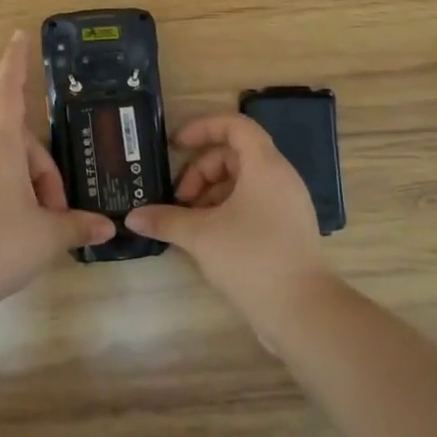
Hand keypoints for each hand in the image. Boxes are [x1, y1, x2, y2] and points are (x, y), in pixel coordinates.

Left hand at [0, 32, 114, 316]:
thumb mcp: (47, 235)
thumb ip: (78, 225)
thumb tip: (106, 226)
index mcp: (0, 146)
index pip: (10, 92)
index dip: (16, 63)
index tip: (19, 35)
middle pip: (22, 146)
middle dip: (47, 174)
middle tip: (61, 213)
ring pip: (8, 170)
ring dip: (31, 192)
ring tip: (43, 232)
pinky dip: (11, 203)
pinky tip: (19, 239)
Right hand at [127, 115, 336, 342]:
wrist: (304, 311)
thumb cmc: (252, 258)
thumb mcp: (201, 236)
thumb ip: (165, 220)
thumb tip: (133, 217)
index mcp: (264, 166)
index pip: (235, 125)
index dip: (203, 127)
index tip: (176, 145)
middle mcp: (280, 177)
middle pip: (234, 154)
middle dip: (201, 171)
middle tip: (180, 200)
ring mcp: (287, 204)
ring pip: (242, 181)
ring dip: (211, 193)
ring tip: (190, 222)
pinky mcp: (288, 228)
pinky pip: (253, 202)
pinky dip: (227, 209)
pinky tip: (209, 238)